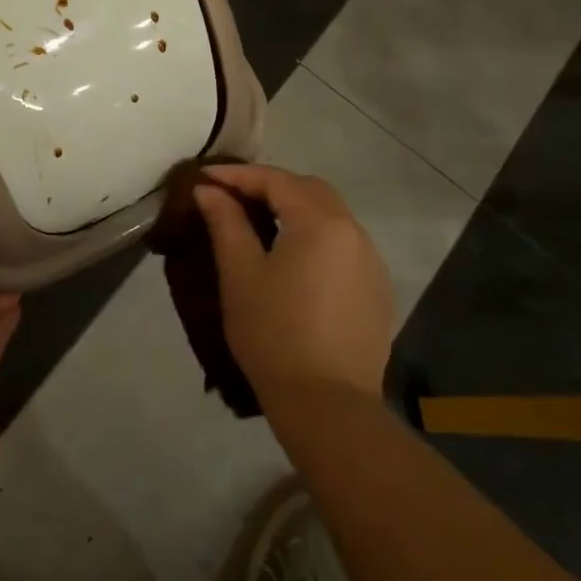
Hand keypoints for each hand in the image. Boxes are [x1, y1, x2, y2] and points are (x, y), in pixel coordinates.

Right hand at [193, 165, 393, 403]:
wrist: (328, 405)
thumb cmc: (274, 332)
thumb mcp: (240, 273)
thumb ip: (226, 222)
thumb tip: (209, 190)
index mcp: (320, 222)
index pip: (276, 180)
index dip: (237, 175)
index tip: (204, 178)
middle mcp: (354, 232)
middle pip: (309, 190)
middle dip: (270, 185)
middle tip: (232, 196)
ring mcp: (371, 262)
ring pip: (331, 215)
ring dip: (295, 209)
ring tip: (260, 222)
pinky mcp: (376, 290)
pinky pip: (343, 244)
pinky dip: (315, 235)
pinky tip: (293, 258)